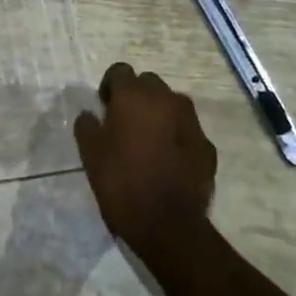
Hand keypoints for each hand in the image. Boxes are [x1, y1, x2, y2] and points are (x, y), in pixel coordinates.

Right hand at [73, 63, 216, 256]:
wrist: (168, 225)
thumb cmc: (121, 183)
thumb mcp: (90, 154)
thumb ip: (87, 126)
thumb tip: (90, 114)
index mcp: (134, 96)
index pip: (120, 71)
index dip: (110, 86)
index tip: (104, 107)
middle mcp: (166, 99)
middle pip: (149, 83)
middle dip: (136, 96)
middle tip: (124, 122)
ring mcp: (191, 122)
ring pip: (172, 103)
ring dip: (159, 113)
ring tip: (148, 139)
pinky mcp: (207, 146)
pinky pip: (187, 130)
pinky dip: (177, 136)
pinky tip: (168, 160)